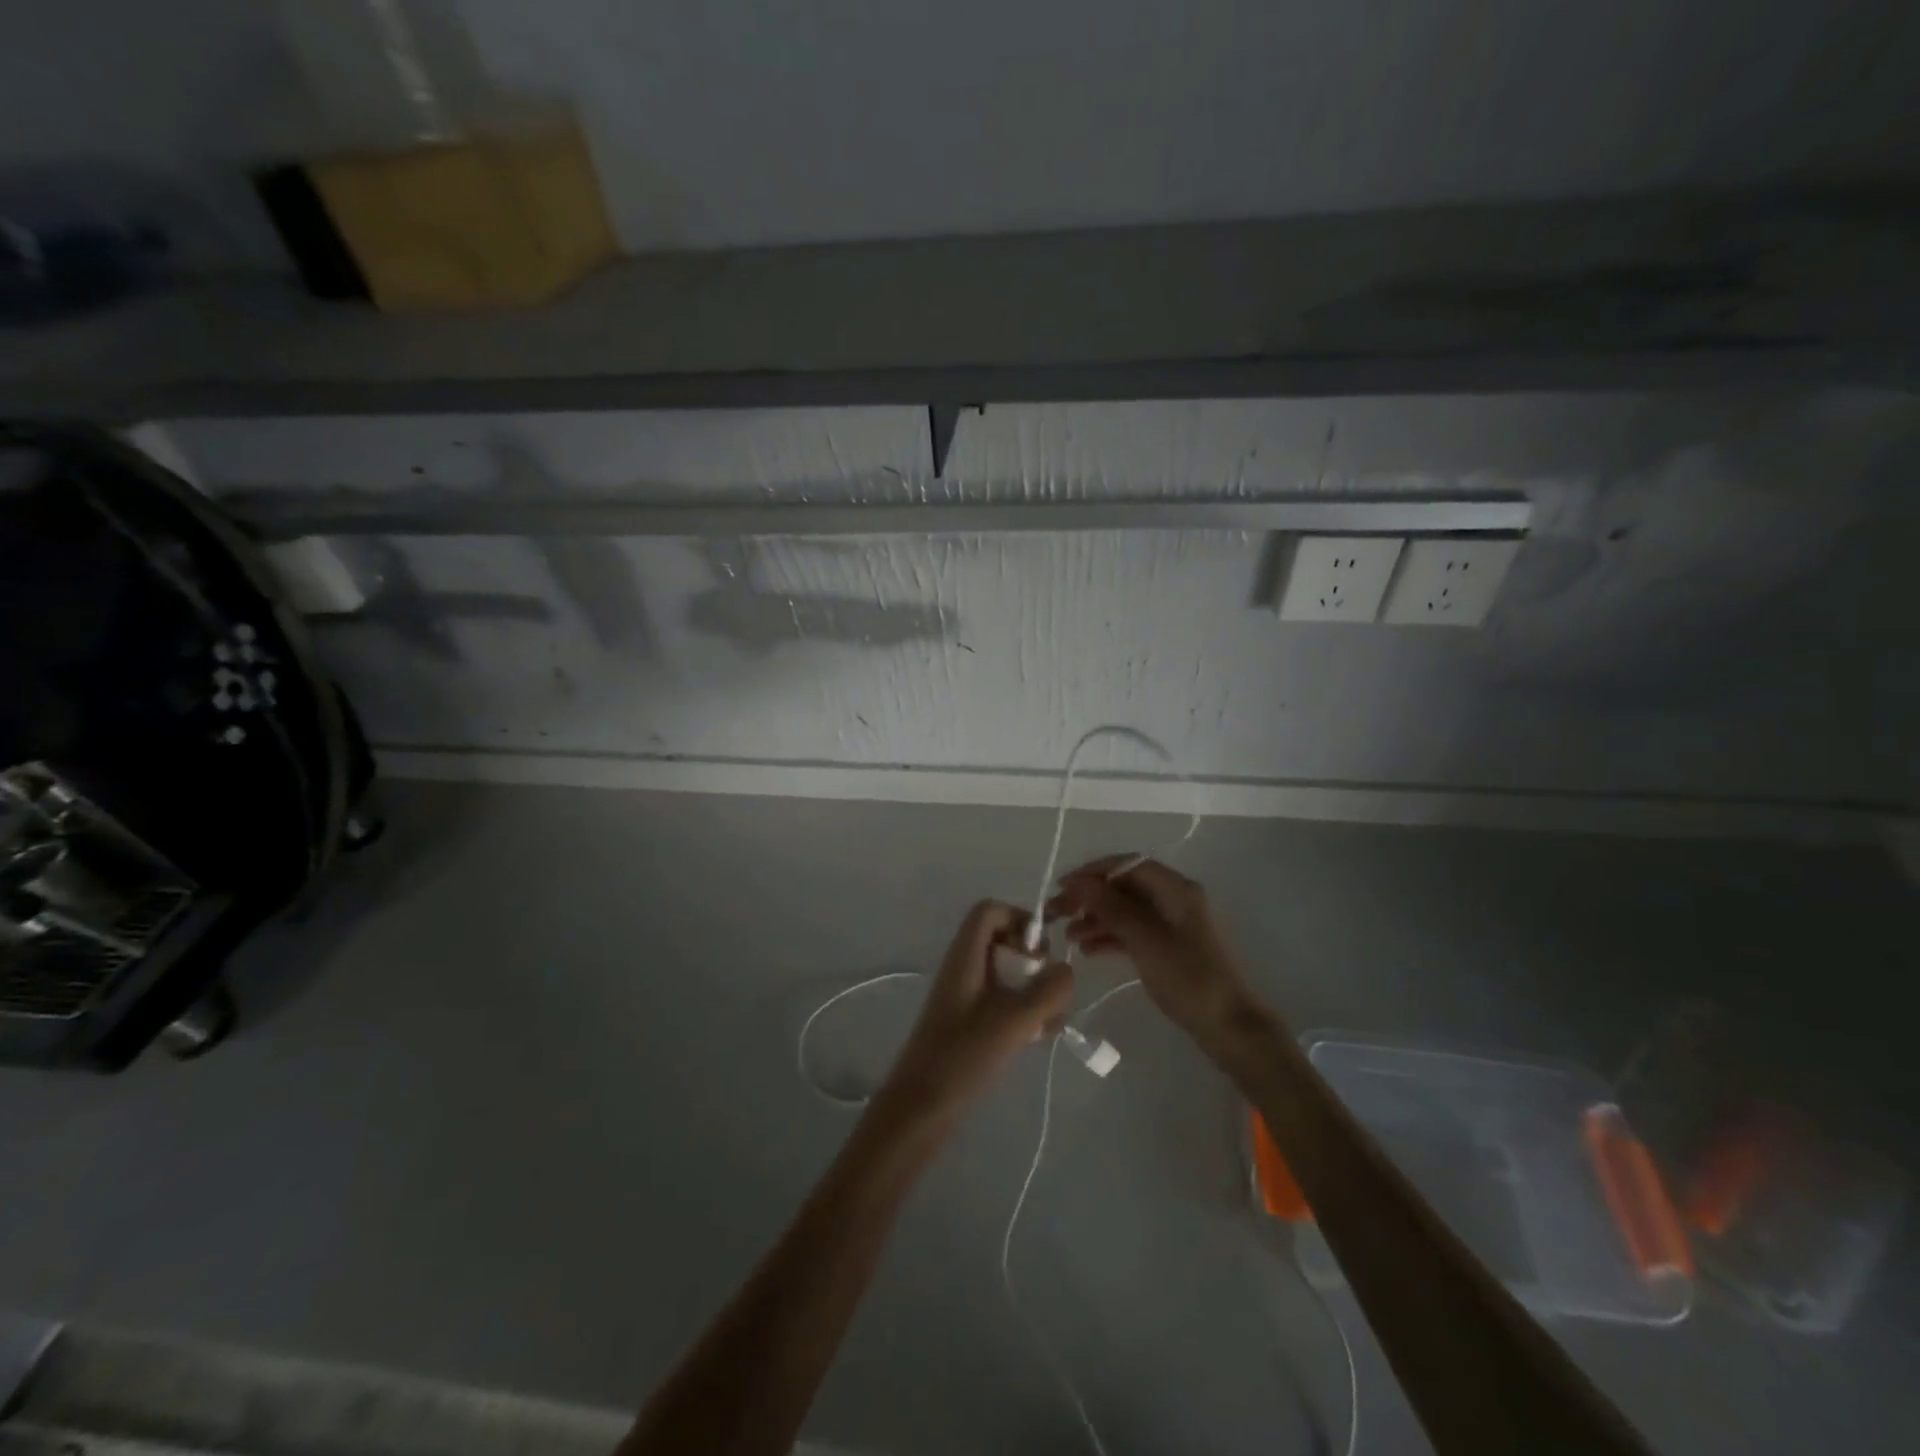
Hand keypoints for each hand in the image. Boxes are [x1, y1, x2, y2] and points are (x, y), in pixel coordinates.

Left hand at [873, 901, 1072, 1127]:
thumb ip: (1049, 989)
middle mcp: (963, 967)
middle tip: (1051, 990)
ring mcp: (965, 994)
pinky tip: (1037, 1038)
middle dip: (1035, 962)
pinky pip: (1002, 999)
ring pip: (1008, 974)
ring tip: (1049, 1023)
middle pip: (1004, 941)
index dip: (1019, 919)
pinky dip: (1023, 1011)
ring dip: (1035, 991)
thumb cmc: (964, 1054)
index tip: (1041, 953)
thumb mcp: (1016, 1019)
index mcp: (965, 955)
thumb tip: (1065, 969)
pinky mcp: (969, 1020)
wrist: (922, 1105)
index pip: (990, 910)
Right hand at [1047, 858, 1254, 1038]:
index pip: (1128, 865)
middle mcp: (1174, 899)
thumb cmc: (1188, 977)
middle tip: (1056, 912)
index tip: (1063, 886)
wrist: (1228, 1026)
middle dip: (1089, 897)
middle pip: (1124, 887)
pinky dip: (1110, 937)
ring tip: (1067, 936)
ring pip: (1125, 911)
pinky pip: (1133, 932)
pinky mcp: (1168, 947)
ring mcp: (1172, 924)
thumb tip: (1078, 881)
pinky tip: (1086, 951)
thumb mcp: (1144, 939)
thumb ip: (1110, 906)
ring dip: (1095, 919)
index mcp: (1176, 888)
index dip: (1093, 871)